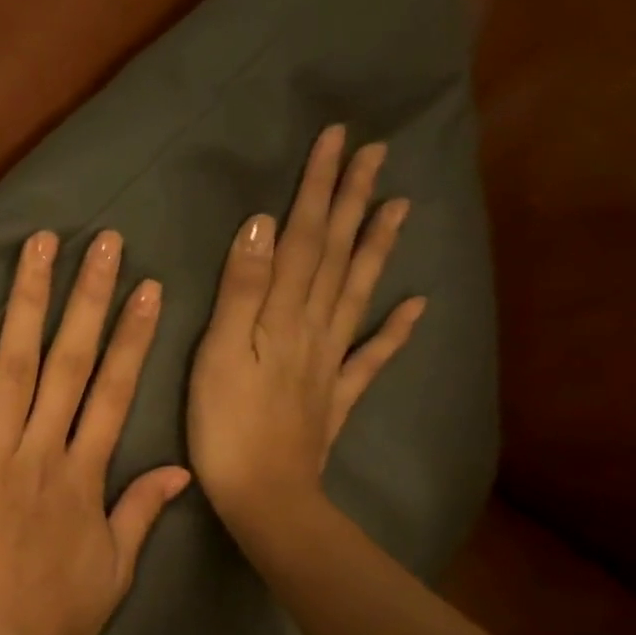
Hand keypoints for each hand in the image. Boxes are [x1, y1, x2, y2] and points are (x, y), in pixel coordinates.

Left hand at [0, 229, 190, 634]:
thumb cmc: (51, 626)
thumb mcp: (114, 574)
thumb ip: (141, 514)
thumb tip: (179, 471)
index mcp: (84, 476)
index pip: (115, 393)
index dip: (132, 339)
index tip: (145, 289)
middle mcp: (42, 449)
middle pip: (71, 362)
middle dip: (89, 297)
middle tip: (101, 240)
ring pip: (13, 362)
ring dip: (28, 300)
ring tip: (38, 244)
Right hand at [187, 126, 423, 539]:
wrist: (264, 494)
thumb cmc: (225, 427)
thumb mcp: (218, 355)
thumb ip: (241, 292)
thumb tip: (263, 225)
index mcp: (283, 316)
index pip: (303, 240)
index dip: (318, 190)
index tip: (336, 140)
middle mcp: (315, 329)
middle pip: (337, 257)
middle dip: (352, 203)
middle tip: (375, 154)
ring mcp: (330, 363)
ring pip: (358, 294)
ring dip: (377, 248)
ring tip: (399, 206)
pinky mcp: (335, 397)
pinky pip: (372, 357)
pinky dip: (395, 330)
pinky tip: (417, 305)